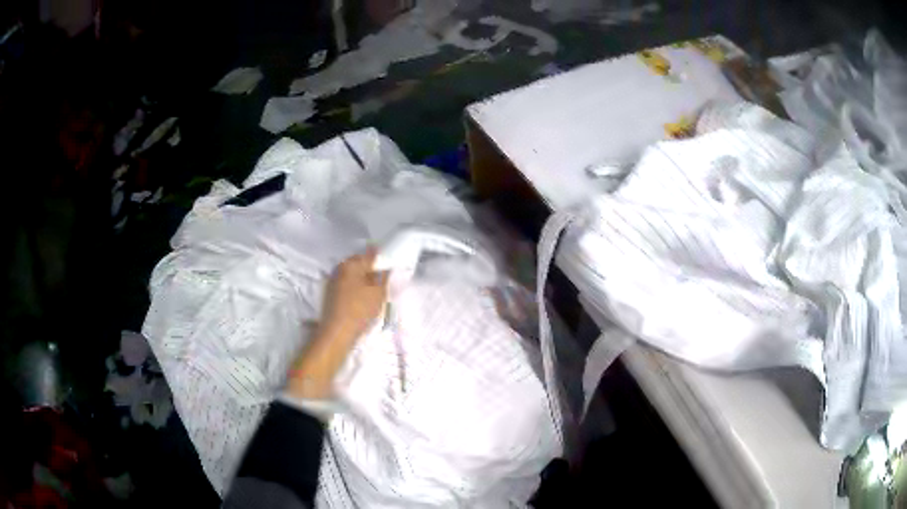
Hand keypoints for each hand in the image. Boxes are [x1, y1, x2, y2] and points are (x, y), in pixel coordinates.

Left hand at [319, 248, 388, 342]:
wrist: (337, 332)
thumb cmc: (359, 309)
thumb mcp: (378, 292)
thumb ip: (383, 276)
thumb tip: (384, 267)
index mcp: (350, 264)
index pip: (370, 255)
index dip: (381, 260)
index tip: (389, 268)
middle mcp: (339, 268)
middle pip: (359, 264)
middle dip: (371, 270)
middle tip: (382, 282)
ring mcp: (332, 281)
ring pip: (352, 276)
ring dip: (363, 280)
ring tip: (373, 292)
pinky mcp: (330, 294)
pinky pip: (347, 286)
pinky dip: (355, 289)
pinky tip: (362, 300)